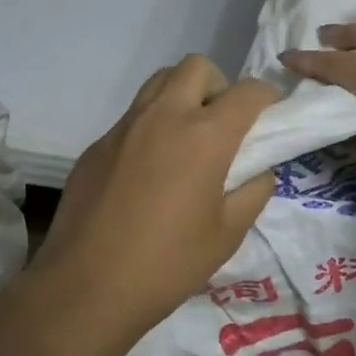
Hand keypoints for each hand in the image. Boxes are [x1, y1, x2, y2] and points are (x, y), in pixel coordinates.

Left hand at [31, 56, 277, 347]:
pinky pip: (132, 117)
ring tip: (187, 141)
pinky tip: (148, 172)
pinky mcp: (96, 146)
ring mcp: (124, 128)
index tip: (269, 118)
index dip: (266, 98)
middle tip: (222, 127)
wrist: (86, 288)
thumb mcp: (229, 234)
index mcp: (205, 136)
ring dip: (182, 96)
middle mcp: (163, 116)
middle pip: (196, 67)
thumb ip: (254, 191)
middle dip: (219, 86)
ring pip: (158, 82)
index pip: (247, 91)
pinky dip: (151, 127)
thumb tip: (258, 170)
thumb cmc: (168, 264)